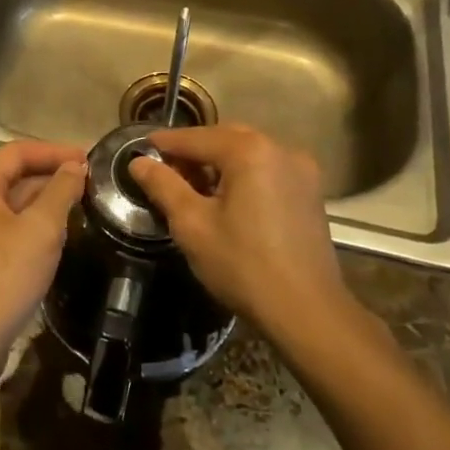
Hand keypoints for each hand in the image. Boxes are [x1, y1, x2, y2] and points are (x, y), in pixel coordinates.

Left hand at [0, 141, 87, 382]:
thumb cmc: (1, 280)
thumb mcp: (40, 231)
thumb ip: (60, 192)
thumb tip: (74, 167)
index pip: (17, 152)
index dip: (55, 151)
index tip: (90, 159)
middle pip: (13, 176)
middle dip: (52, 177)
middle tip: (92, 185)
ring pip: (11, 205)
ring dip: (44, 202)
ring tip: (82, 207)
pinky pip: (7, 229)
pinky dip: (32, 226)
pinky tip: (57, 239)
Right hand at [128, 123, 346, 335]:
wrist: (307, 312)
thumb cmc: (243, 265)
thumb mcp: (192, 225)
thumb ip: (163, 186)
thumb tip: (138, 162)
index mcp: (249, 151)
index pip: (196, 137)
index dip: (165, 143)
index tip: (140, 149)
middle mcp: (280, 148)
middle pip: (225, 138)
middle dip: (193, 150)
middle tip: (165, 169)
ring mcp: (301, 169)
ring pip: (248, 152)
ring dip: (219, 161)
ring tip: (192, 185)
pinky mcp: (310, 191)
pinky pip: (267, 169)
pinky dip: (243, 174)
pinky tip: (227, 198)